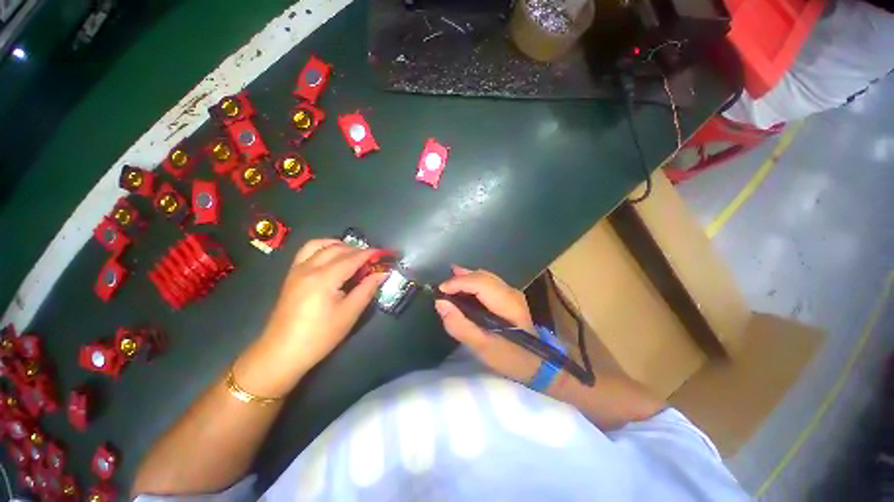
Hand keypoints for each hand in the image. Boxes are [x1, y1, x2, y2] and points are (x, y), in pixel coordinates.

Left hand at [234, 240, 385, 396]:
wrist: (282, 353)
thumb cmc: (319, 336)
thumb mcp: (349, 314)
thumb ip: (367, 289)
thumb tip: (382, 273)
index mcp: (323, 278)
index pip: (352, 258)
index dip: (370, 254)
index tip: (385, 253)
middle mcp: (308, 268)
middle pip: (337, 249)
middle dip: (357, 249)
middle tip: (373, 259)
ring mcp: (297, 270)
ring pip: (319, 244)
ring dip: (339, 245)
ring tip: (353, 255)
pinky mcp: (291, 275)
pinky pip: (307, 251)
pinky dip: (323, 248)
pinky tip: (332, 259)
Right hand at [435, 266, 541, 382]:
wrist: (537, 364)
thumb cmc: (509, 357)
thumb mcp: (482, 347)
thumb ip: (460, 326)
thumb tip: (441, 303)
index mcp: (507, 303)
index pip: (479, 283)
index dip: (458, 282)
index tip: (440, 291)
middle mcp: (510, 292)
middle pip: (482, 276)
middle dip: (460, 278)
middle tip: (442, 287)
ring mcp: (512, 292)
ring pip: (485, 276)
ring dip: (466, 278)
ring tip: (449, 283)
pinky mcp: (510, 296)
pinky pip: (488, 282)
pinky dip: (473, 282)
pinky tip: (464, 286)